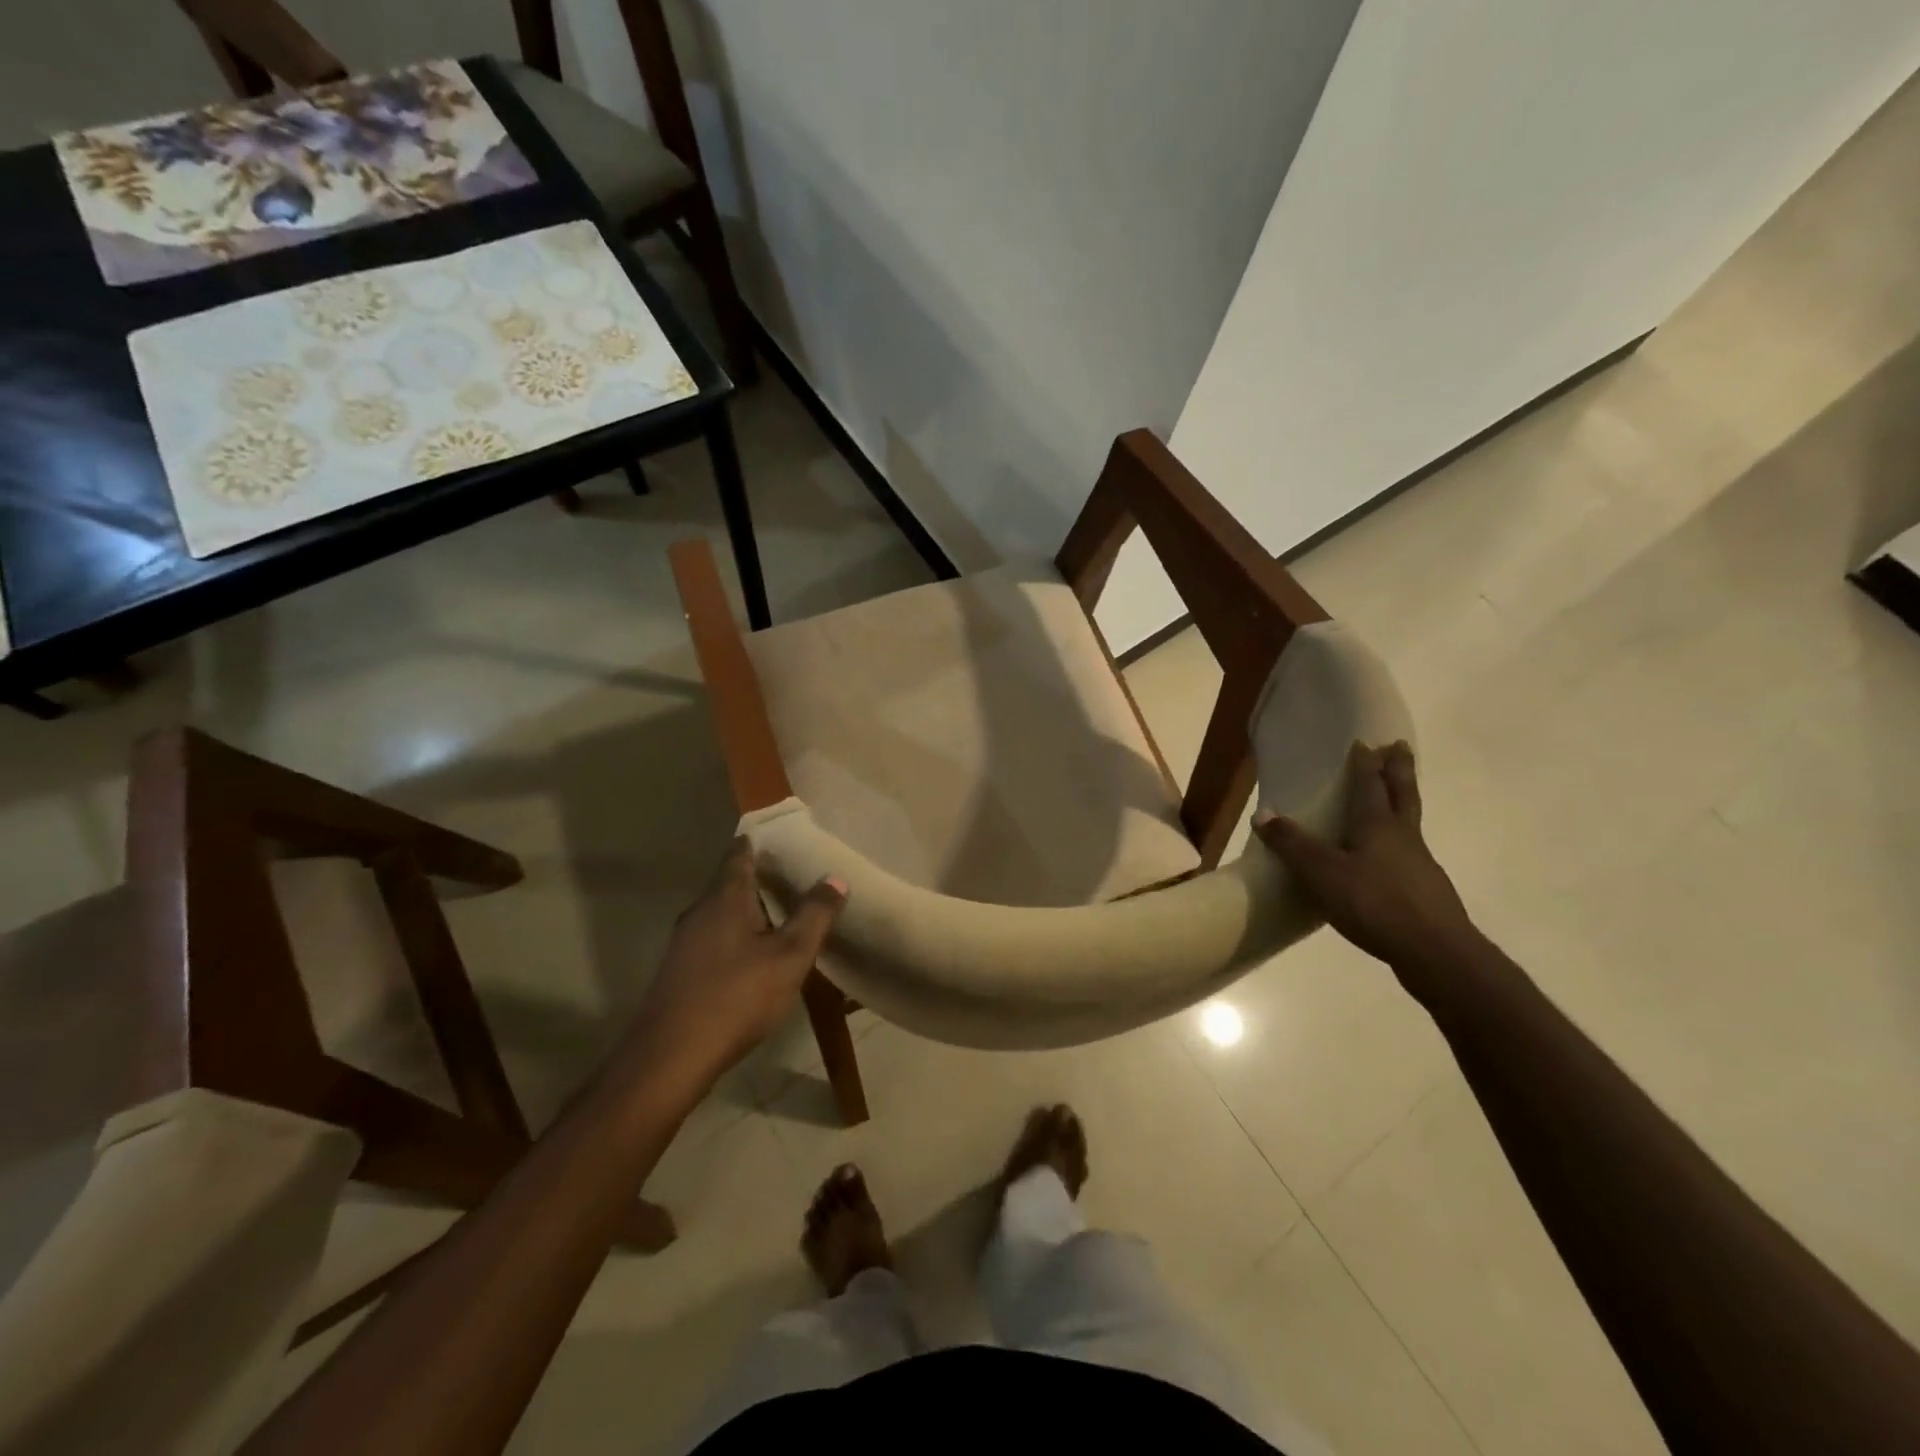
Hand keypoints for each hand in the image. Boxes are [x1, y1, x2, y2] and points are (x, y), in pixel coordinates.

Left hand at [629, 838, 845, 1085]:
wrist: (671, 1057)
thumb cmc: (736, 997)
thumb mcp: (789, 956)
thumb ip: (814, 916)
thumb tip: (835, 879)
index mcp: (725, 899)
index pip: (739, 855)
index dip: (757, 842)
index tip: (777, 835)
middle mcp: (699, 912)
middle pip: (728, 883)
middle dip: (756, 877)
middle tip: (789, 874)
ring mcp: (684, 943)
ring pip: (719, 913)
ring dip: (746, 909)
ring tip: (778, 913)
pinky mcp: (679, 971)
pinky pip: (712, 938)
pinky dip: (734, 935)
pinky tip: (751, 955)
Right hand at [1254, 741, 1481, 979]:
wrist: (1436, 953)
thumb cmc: (1377, 903)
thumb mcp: (1323, 874)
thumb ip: (1293, 846)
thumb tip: (1263, 814)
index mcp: (1379, 826)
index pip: (1370, 785)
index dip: (1365, 764)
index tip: (1364, 742)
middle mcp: (1404, 838)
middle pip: (1403, 795)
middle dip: (1398, 770)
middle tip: (1399, 747)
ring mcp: (1420, 865)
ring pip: (1410, 824)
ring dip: (1402, 804)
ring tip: (1392, 799)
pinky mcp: (1426, 892)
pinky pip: (1409, 855)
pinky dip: (1398, 844)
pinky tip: (1387, 861)